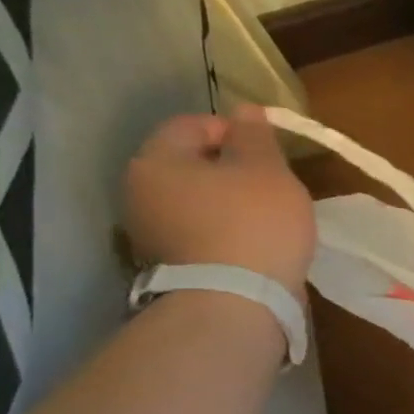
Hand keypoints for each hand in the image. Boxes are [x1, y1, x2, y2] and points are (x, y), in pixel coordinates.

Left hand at [124, 106, 314, 296]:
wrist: (237, 302)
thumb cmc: (254, 223)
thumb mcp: (268, 170)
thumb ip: (256, 137)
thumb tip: (245, 111)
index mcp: (156, 161)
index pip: (192, 124)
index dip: (236, 131)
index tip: (270, 152)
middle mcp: (140, 193)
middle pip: (190, 164)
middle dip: (231, 169)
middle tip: (273, 184)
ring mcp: (150, 233)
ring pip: (196, 201)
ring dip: (229, 203)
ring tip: (268, 216)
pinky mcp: (171, 266)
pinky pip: (200, 232)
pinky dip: (226, 231)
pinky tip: (254, 243)